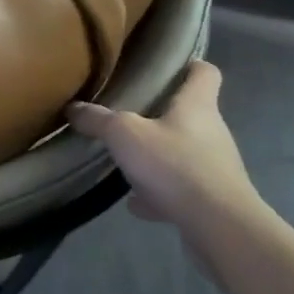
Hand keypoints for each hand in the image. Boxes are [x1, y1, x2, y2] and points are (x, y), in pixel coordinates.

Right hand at [67, 61, 262, 232]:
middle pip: (191, 113)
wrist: (219, 227)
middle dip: (162, 114)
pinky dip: (160, 192)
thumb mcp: (124, 135)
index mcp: (197, 106)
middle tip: (130, 114)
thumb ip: (98, 119)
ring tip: (128, 160)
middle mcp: (212, 132)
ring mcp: (215, 168)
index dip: (189, 66)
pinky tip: (136, 202)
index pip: (204, 72)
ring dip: (160, 156)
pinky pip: (181, 188)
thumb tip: (74, 108)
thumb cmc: (175, 165)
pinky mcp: (213, 200)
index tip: (167, 67)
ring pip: (184, 152)